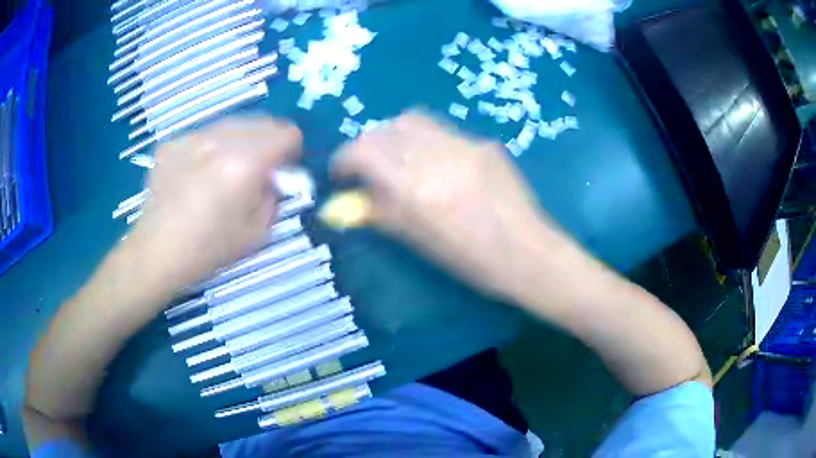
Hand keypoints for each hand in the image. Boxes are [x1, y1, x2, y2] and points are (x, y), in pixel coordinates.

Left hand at [127, 117, 301, 291]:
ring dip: (237, 143)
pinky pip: (203, 136)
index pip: (287, 133)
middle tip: (255, 170)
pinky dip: (208, 150)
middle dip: (266, 143)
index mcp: (245, 163)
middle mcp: (219, 140)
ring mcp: (192, 138)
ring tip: (222, 172)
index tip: (282, 169)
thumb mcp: (258, 232)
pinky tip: (195, 176)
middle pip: (261, 122)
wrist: (157, 253)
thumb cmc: (209, 249)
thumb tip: (272, 178)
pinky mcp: (172, 143)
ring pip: (230, 125)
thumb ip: (273, 196)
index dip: (291, 151)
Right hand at [331, 110, 559, 298]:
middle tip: (368, 168)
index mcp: (417, 188)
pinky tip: (436, 163)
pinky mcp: (483, 142)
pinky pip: (441, 130)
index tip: (341, 175)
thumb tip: (342, 202)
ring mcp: (464, 144)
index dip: (343, 160)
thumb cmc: (471, 261)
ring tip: (398, 159)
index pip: (363, 151)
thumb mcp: (417, 241)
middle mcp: (437, 155)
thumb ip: (377, 213)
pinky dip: (424, 140)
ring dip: (394, 136)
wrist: (527, 253)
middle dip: (367, 146)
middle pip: (384, 130)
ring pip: (412, 121)